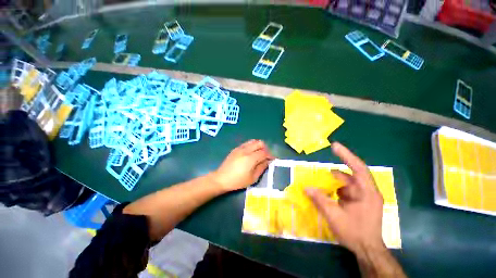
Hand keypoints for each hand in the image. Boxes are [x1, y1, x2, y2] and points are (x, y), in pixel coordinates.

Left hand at [212, 140, 274, 191]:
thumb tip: (267, 161)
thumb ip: (262, 168)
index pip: (264, 152)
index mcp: (251, 158)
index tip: (272, 159)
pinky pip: (246, 143)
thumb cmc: (238, 181)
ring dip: (258, 146)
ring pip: (253, 141)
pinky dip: (252, 146)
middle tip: (266, 156)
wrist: (221, 178)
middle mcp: (246, 150)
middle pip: (259, 143)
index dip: (270, 155)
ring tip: (259, 154)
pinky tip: (251, 154)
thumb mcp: (252, 178)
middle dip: (265, 148)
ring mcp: (240, 148)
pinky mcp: (236, 149)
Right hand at [305, 142, 384, 253]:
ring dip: (332, 183)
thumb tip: (306, 187)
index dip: (346, 155)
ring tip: (320, 186)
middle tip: (319, 175)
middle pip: (349, 175)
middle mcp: (366, 191)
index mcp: (367, 193)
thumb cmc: (355, 233)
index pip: (358, 168)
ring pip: (345, 183)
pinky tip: (326, 194)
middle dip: (333, 175)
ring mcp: (362, 196)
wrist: (367, 250)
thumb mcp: (335, 216)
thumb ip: (320, 200)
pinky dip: (334, 189)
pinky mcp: (357, 201)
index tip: (334, 146)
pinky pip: (343, 190)